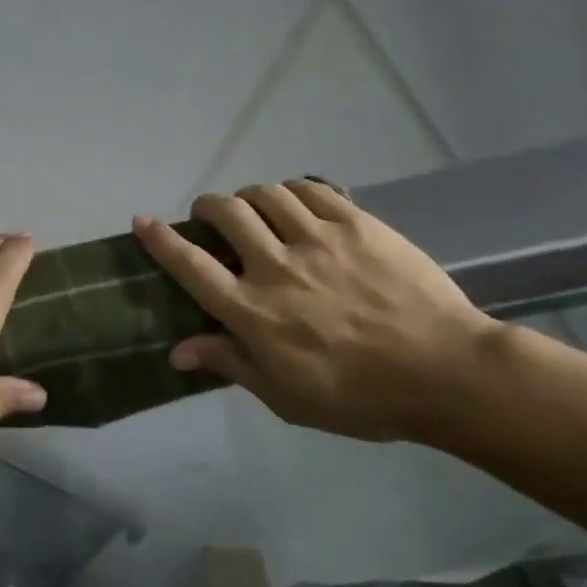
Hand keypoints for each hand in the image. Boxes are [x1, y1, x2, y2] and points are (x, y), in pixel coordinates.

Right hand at [132, 180, 498, 442]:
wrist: (445, 372)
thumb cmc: (358, 396)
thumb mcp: (285, 396)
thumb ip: (230, 363)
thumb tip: (177, 350)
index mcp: (252, 311)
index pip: (191, 266)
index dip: (161, 240)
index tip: (142, 221)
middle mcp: (276, 267)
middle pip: (226, 215)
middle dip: (208, 207)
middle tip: (210, 214)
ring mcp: (318, 240)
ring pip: (265, 195)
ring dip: (249, 196)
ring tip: (253, 207)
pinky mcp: (357, 224)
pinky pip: (312, 190)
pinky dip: (292, 190)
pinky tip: (295, 201)